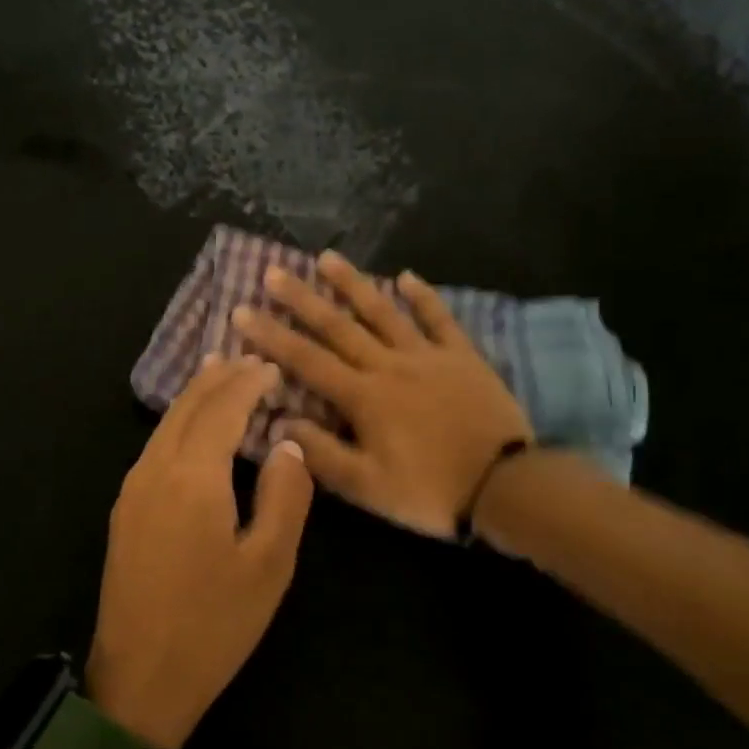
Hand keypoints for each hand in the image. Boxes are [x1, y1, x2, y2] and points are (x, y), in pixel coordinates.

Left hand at [88, 355, 314, 748]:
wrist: (139, 680)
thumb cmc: (214, 625)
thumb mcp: (269, 565)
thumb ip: (285, 496)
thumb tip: (287, 445)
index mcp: (193, 478)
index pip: (222, 410)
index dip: (248, 383)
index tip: (272, 366)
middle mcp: (155, 470)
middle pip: (187, 407)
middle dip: (218, 378)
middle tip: (246, 357)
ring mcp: (133, 489)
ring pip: (166, 424)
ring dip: (195, 396)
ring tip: (218, 373)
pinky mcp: (124, 509)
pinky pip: (155, 445)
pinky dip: (179, 422)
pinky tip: (191, 426)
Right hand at [232, 252, 531, 537]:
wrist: (506, 485)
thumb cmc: (431, 491)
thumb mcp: (368, 487)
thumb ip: (322, 454)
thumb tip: (282, 423)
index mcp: (363, 397)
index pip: (306, 360)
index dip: (271, 336)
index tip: (242, 312)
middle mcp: (388, 365)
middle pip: (338, 326)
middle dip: (302, 298)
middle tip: (273, 272)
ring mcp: (427, 355)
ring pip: (383, 311)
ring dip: (353, 283)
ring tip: (327, 257)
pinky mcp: (461, 355)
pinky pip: (438, 318)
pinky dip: (423, 296)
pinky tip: (406, 275)